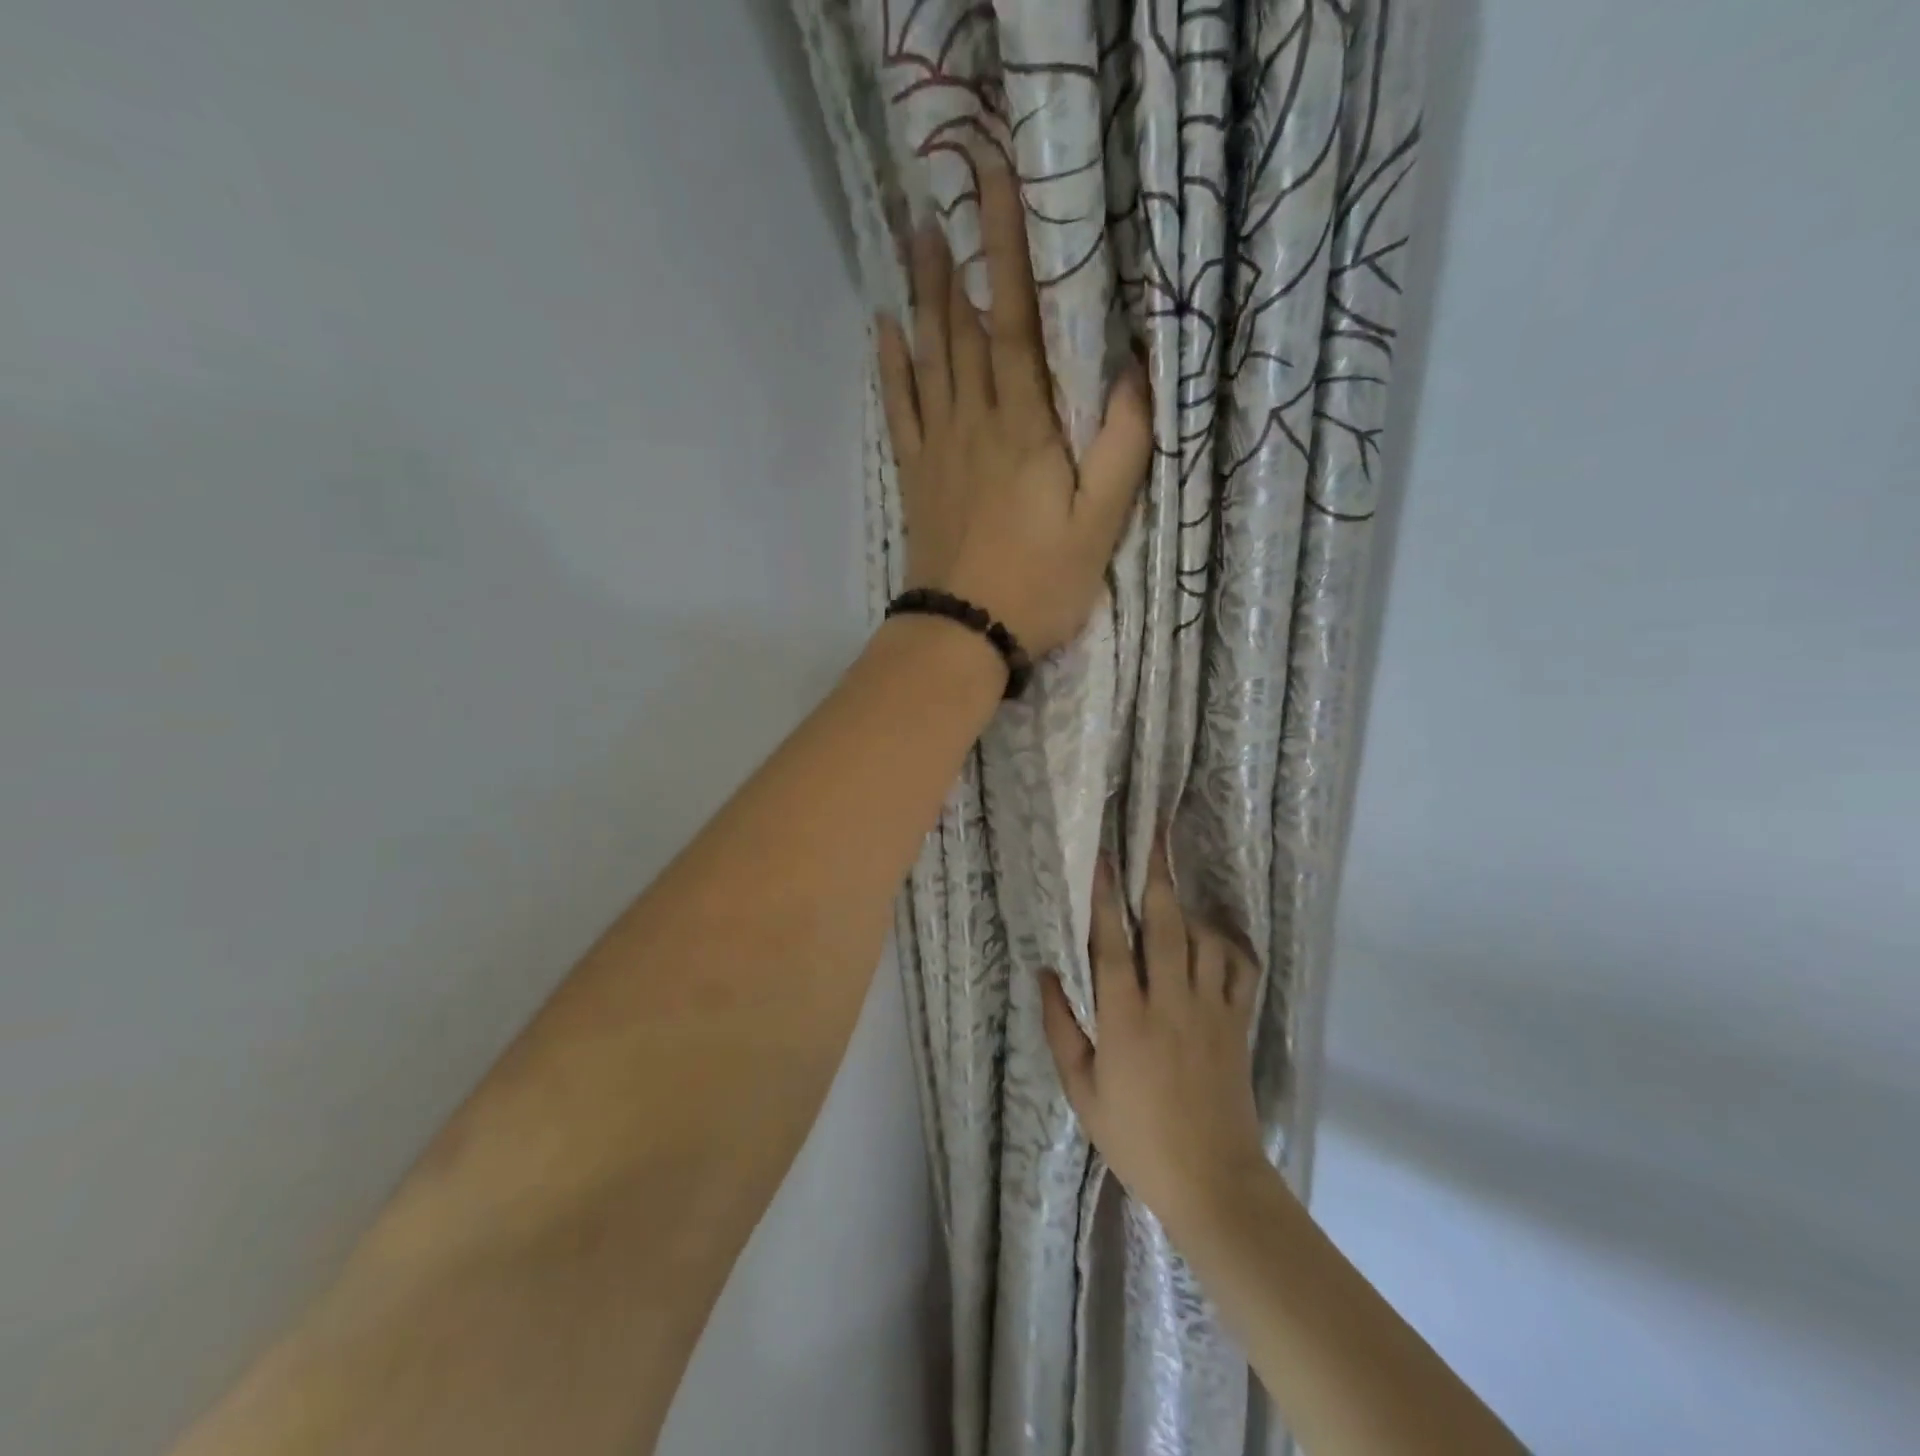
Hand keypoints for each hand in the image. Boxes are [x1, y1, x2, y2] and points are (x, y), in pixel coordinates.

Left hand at [875, 152, 1152, 656]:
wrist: (963, 632)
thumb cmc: (1039, 583)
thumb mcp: (1100, 524)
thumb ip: (1120, 447)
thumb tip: (1135, 371)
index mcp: (1025, 428)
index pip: (1017, 323)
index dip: (1009, 251)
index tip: (998, 184)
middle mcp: (975, 423)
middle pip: (965, 329)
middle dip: (961, 258)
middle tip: (947, 193)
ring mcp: (938, 449)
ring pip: (930, 359)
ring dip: (924, 297)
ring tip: (918, 240)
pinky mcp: (917, 477)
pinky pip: (900, 410)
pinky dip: (892, 367)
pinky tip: (885, 331)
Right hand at [1040, 835, 1268, 1236]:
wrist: (1211, 1180)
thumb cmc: (1136, 1137)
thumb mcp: (1082, 1090)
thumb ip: (1061, 1028)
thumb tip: (1046, 974)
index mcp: (1126, 1020)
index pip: (1112, 944)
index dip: (1104, 897)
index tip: (1102, 858)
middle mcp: (1170, 1003)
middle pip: (1164, 926)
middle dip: (1156, 877)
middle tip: (1153, 837)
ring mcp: (1210, 1010)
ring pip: (1204, 940)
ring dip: (1188, 909)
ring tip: (1172, 890)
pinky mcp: (1237, 1023)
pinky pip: (1239, 969)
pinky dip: (1228, 944)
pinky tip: (1213, 935)